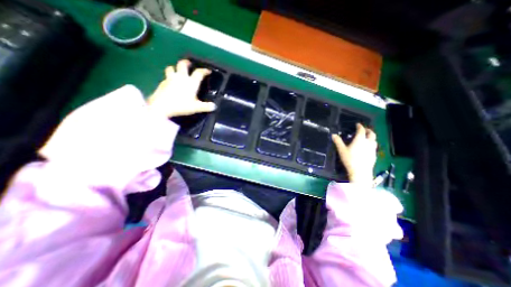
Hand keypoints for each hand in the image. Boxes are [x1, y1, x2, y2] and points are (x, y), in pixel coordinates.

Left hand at [149, 60, 217, 117]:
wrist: (162, 107)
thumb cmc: (181, 105)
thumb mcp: (196, 107)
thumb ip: (206, 106)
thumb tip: (214, 106)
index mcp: (191, 83)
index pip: (199, 73)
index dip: (204, 71)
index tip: (208, 71)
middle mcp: (181, 78)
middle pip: (182, 65)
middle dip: (186, 63)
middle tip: (189, 64)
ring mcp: (170, 79)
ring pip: (171, 68)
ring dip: (175, 68)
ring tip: (177, 71)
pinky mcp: (162, 83)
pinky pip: (166, 77)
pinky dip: (169, 78)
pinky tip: (170, 83)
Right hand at [334, 124, 376, 185]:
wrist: (360, 171)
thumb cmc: (350, 159)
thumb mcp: (341, 150)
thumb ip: (338, 141)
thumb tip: (333, 134)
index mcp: (360, 139)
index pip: (361, 130)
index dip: (360, 126)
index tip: (357, 124)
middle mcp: (368, 142)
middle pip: (371, 134)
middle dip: (368, 130)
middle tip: (364, 130)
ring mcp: (372, 149)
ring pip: (374, 140)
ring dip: (371, 137)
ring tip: (367, 138)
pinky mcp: (374, 155)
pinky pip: (374, 147)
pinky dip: (371, 144)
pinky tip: (367, 148)